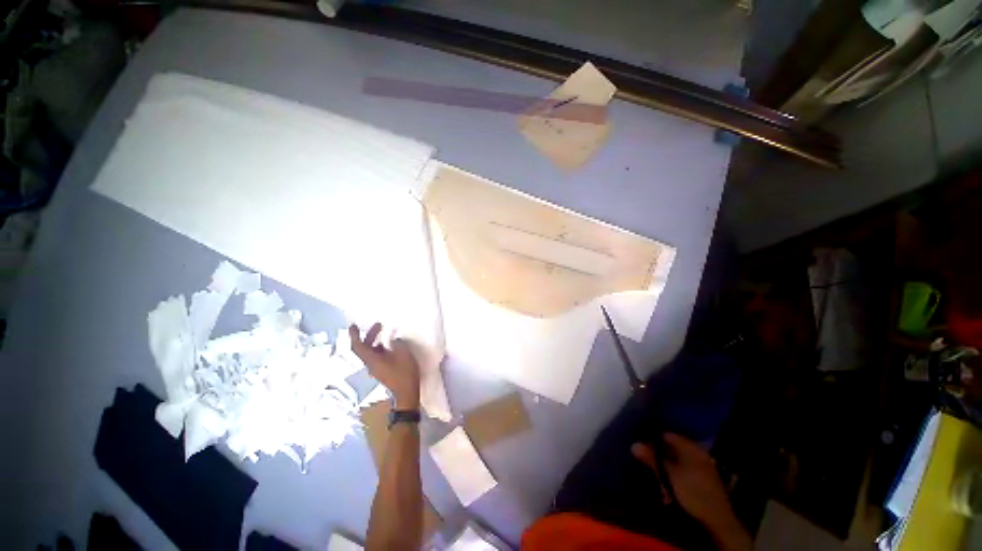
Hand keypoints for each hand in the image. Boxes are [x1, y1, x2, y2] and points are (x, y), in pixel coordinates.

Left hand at [349, 323, 420, 409]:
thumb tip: (393, 340)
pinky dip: (381, 348)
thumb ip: (397, 344)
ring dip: (375, 341)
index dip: (354, 335)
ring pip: (371, 352)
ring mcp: (376, 369)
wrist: (407, 392)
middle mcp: (371, 364)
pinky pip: (377, 357)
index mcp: (372, 360)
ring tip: (385, 333)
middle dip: (369, 335)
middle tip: (378, 325)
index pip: (358, 347)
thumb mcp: (404, 354)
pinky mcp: (382, 371)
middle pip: (364, 348)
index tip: (353, 326)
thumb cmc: (404, 373)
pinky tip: (391, 345)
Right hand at [632, 434, 749, 550]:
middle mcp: (698, 454)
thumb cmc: (692, 493)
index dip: (653, 438)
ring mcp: (702, 468)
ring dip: (665, 471)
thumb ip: (652, 459)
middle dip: (659, 457)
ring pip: (677, 463)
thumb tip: (634, 444)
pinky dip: (674, 478)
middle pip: (672, 449)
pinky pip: (683, 473)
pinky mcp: (703, 481)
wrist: (718, 521)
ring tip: (658, 483)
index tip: (641, 444)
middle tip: (648, 466)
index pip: (667, 435)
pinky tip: (669, 491)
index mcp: (691, 448)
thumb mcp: (669, 476)